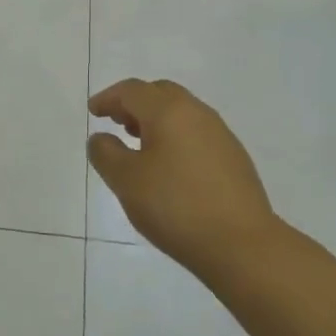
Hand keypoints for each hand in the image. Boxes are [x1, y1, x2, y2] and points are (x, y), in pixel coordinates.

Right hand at [88, 79, 280, 274]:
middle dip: (135, 103)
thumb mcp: (126, 181)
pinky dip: (175, 136)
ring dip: (156, 120)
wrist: (242, 244)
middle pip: (160, 93)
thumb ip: (106, 153)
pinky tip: (170, 167)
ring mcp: (220, 134)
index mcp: (168, 111)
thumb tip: (101, 138)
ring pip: (181, 112)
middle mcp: (197, 112)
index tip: (94, 112)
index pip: (132, 91)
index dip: (109, 98)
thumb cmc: (175, 206)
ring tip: (140, 146)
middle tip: (117, 123)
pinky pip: (196, 133)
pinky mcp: (234, 157)